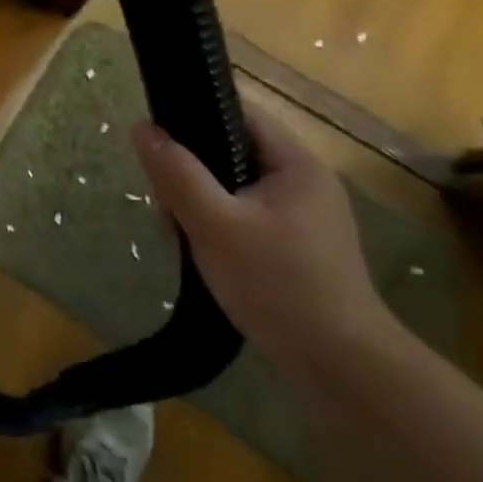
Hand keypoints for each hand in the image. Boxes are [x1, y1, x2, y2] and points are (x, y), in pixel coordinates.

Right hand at [133, 99, 397, 383]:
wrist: (340, 367)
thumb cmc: (276, 284)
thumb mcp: (214, 224)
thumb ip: (177, 173)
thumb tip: (143, 128)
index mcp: (296, 163)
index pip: (240, 114)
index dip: (195, 117)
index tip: (159, 143)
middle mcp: (306, 182)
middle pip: (234, 152)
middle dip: (193, 171)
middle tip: (167, 203)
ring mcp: (306, 218)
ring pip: (237, 188)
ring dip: (203, 203)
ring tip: (181, 234)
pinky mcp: (300, 248)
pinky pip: (248, 217)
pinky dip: (221, 226)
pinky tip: (205, 254)